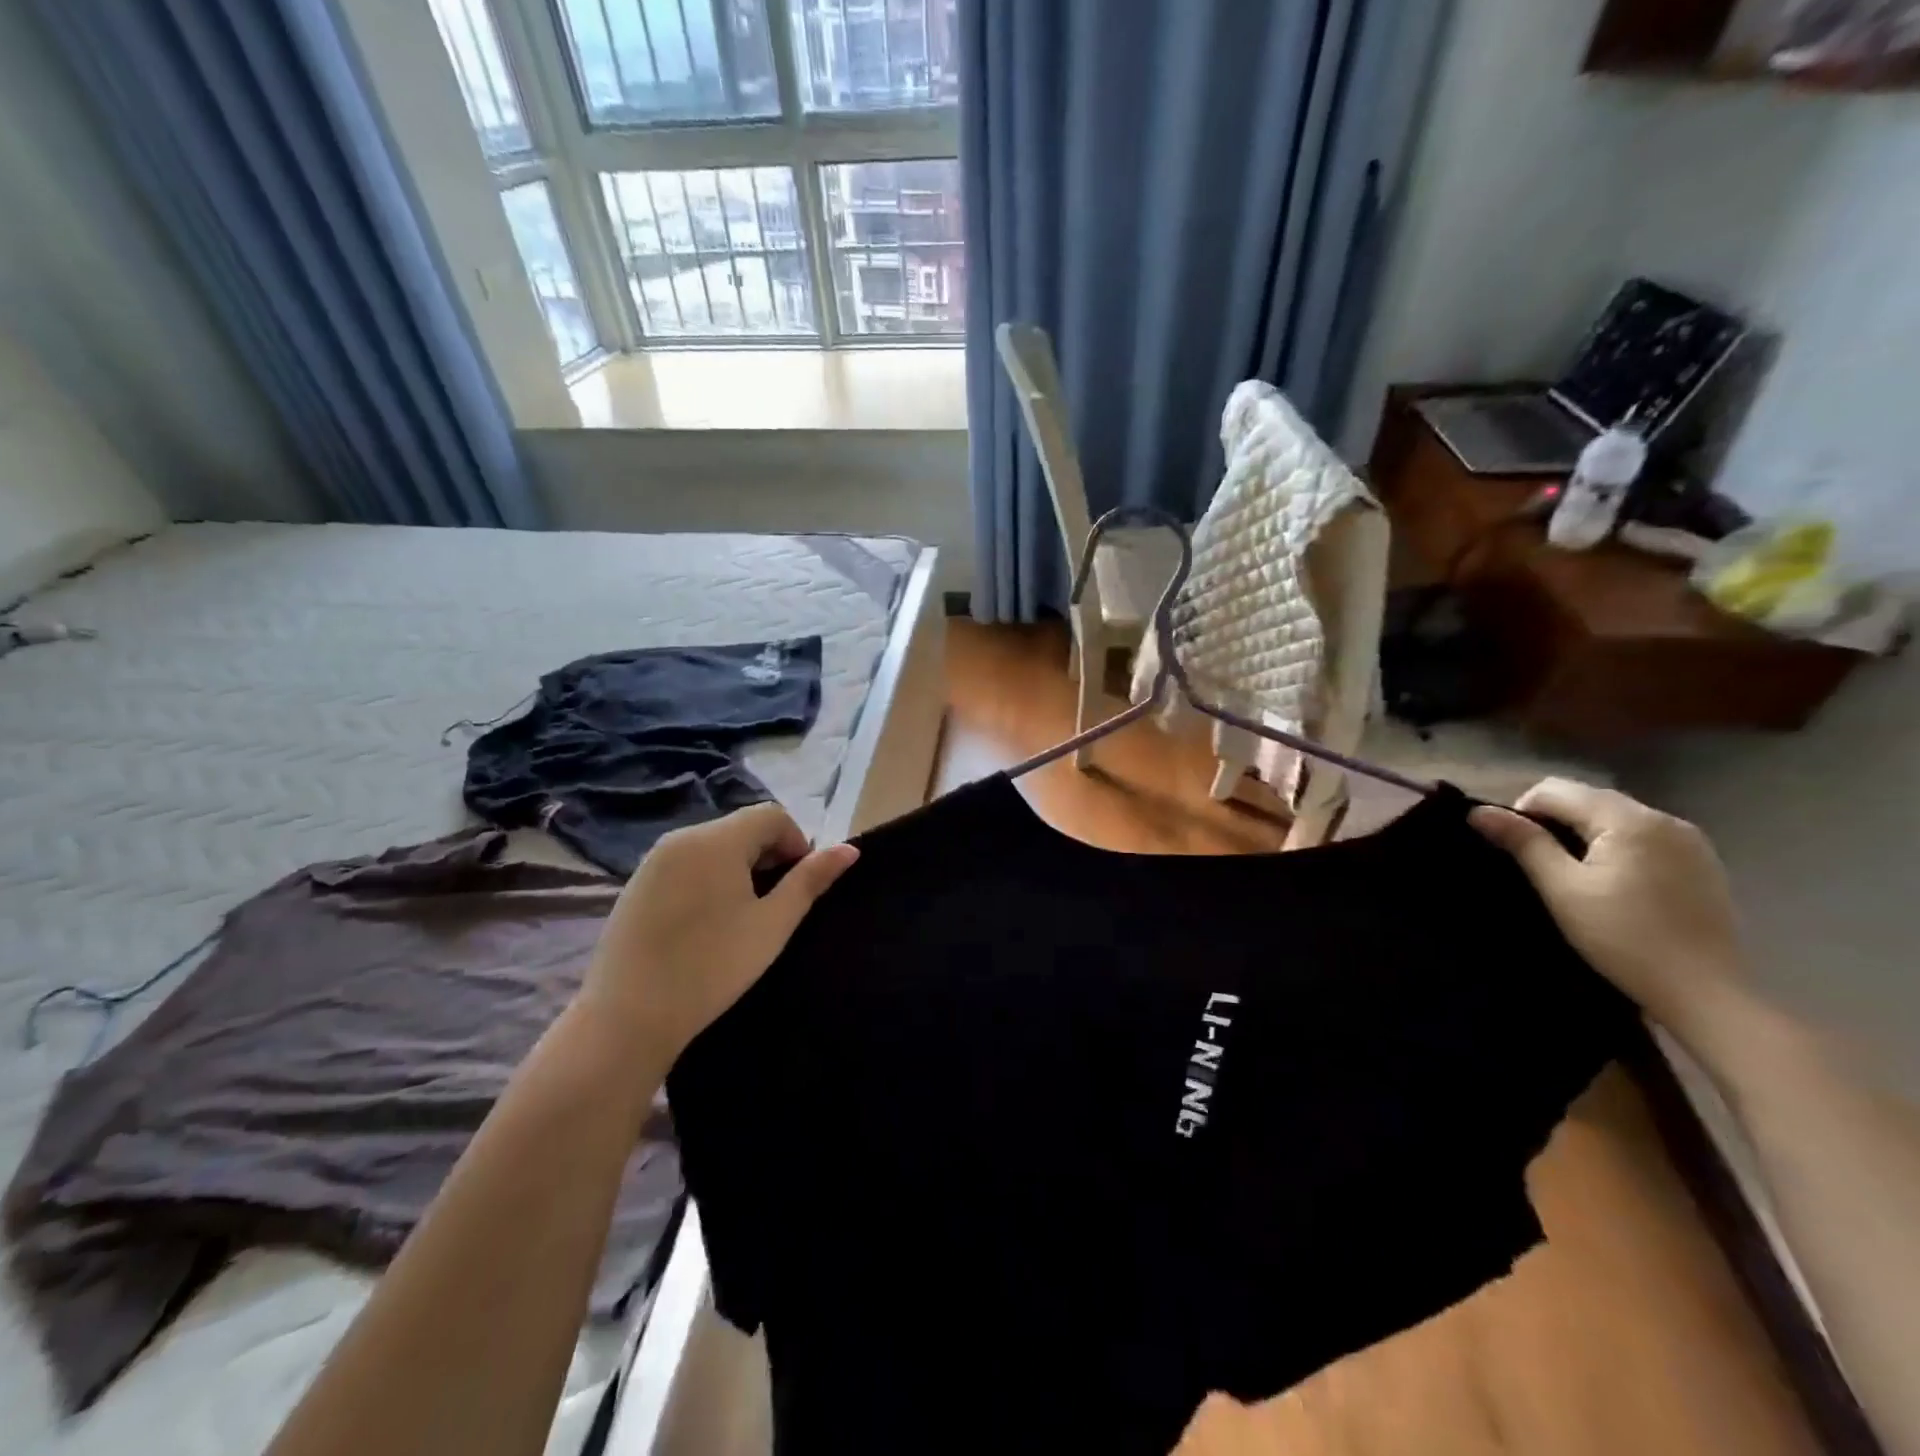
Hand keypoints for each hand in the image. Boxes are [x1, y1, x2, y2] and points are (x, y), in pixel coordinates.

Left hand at [579, 804, 857, 1060]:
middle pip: (742, 827)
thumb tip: (850, 850)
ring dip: (739, 867)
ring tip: (741, 917)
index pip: (772, 815)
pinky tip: (705, 924)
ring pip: (714, 846)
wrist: (625, 1018)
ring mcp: (654, 860)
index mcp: (717, 840)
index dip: (796, 843)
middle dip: (768, 856)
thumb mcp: (772, 924)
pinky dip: (709, 878)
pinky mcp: (637, 884)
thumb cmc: (711, 967)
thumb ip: (811, 880)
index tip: (796, 888)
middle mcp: (682, 837)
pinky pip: (687, 863)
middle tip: (772, 907)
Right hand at [1470, 779, 1746, 1042]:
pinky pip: (1642, 835)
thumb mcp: (1562, 889)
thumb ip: (1523, 843)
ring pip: (1614, 816)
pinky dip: (1615, 845)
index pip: (1554, 790)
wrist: (1704, 992)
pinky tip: (1613, 881)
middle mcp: (1664, 818)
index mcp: (1629, 819)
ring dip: (1584, 832)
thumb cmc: (1623, 937)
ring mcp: (1689, 840)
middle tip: (1538, 863)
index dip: (1522, 812)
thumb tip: (1478, 811)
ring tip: (1573, 873)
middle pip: (1587, 798)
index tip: (1515, 850)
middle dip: (1553, 820)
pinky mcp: (1701, 862)